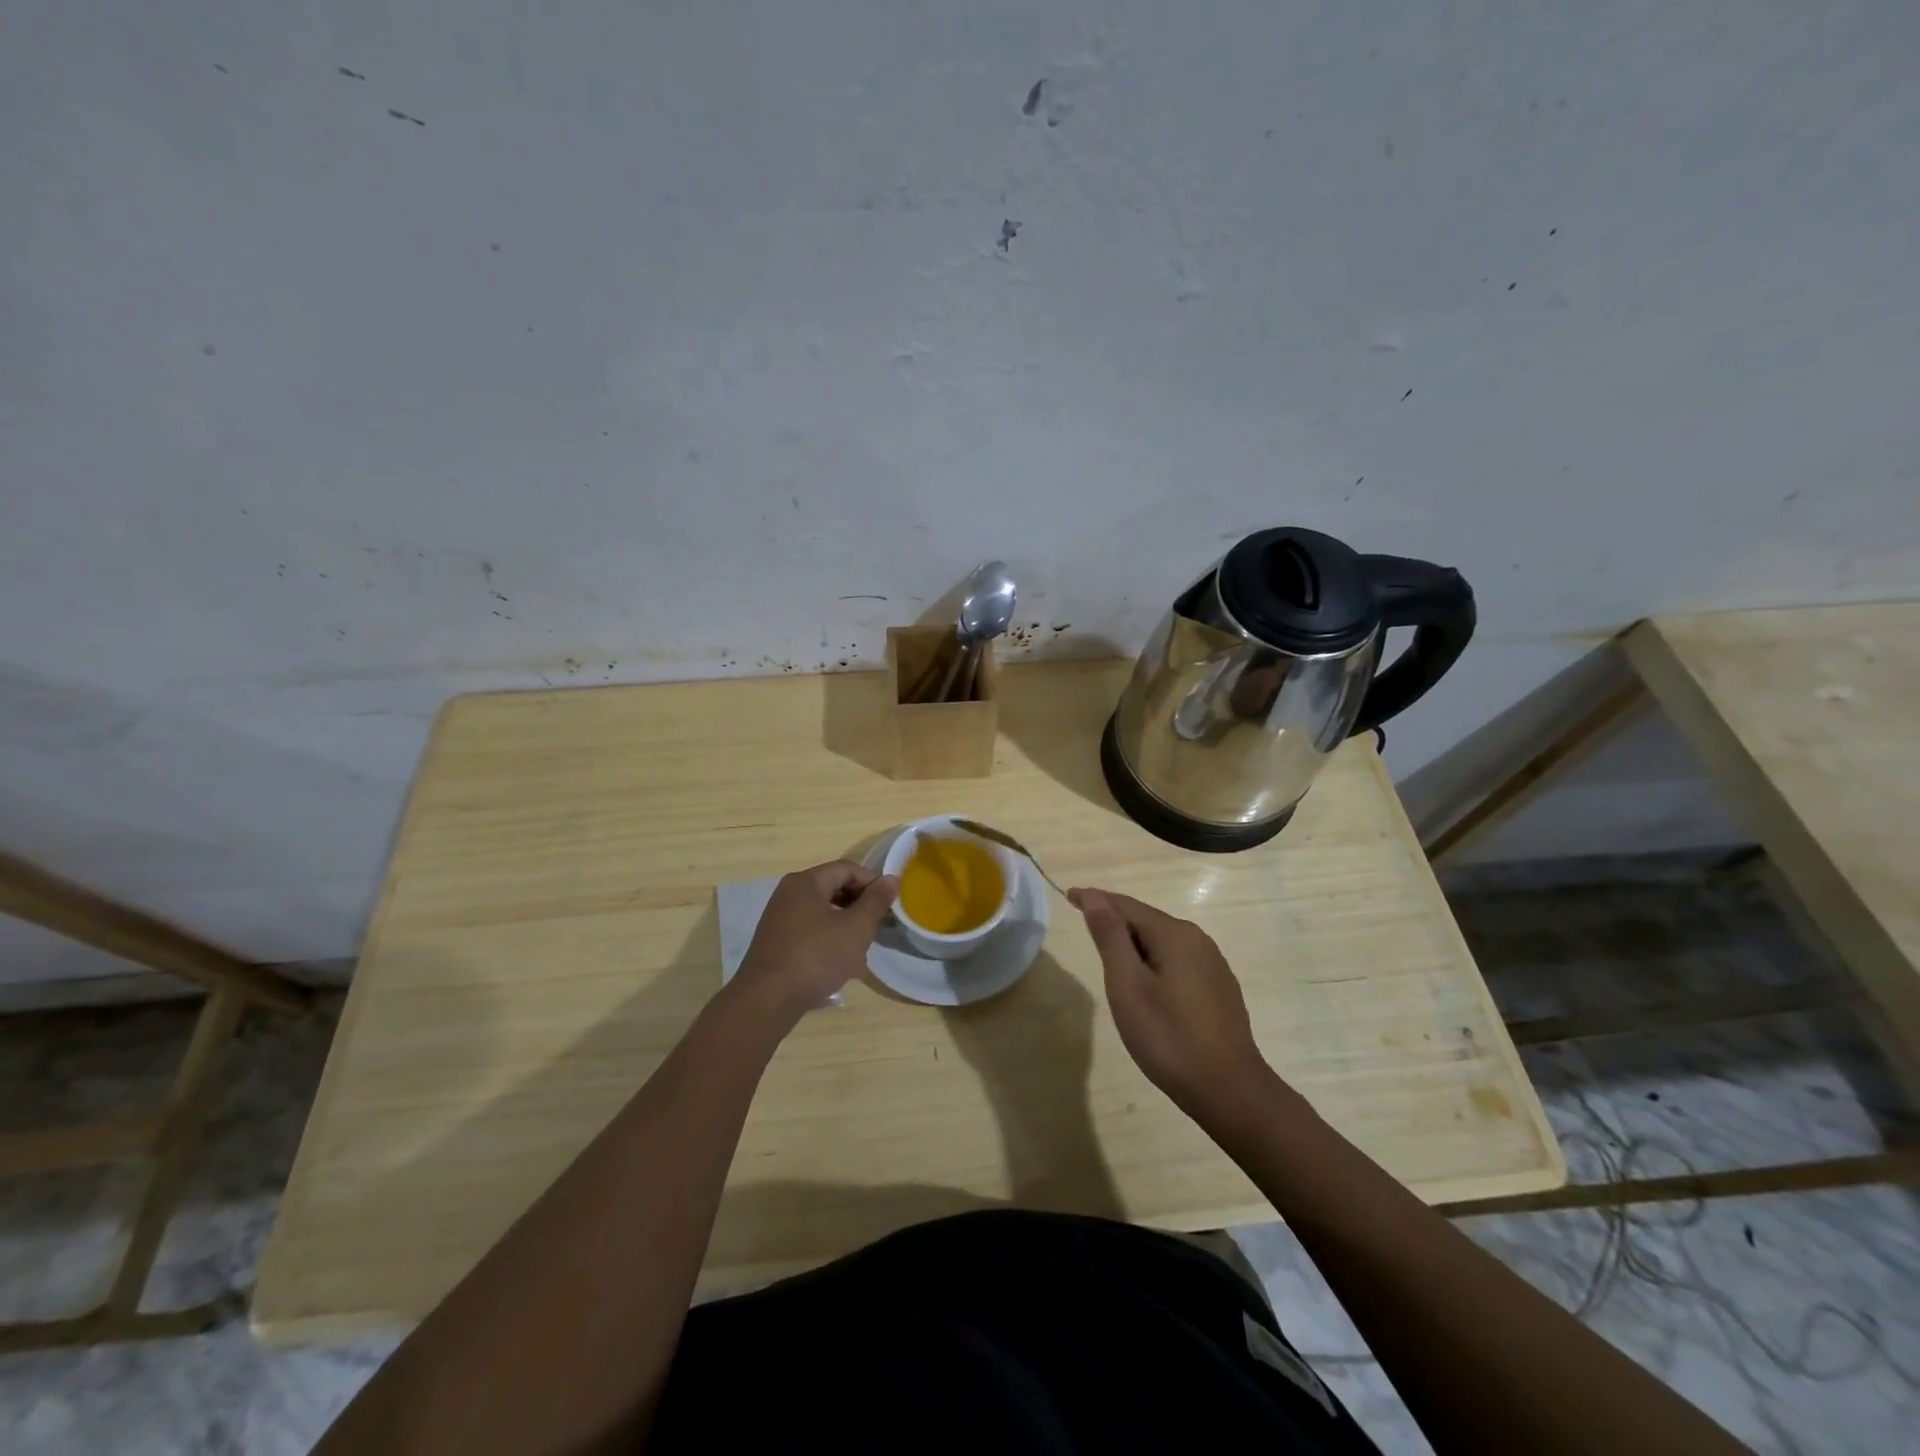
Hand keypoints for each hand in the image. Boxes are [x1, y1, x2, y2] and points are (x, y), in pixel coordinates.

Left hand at [730, 861, 896, 1031]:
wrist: (767, 1001)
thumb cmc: (816, 957)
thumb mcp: (856, 928)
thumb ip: (876, 901)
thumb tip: (892, 879)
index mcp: (805, 882)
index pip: (847, 869)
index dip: (872, 882)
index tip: (890, 904)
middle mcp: (789, 894)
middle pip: (833, 888)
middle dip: (860, 904)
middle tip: (879, 925)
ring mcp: (779, 919)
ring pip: (823, 911)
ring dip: (846, 924)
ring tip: (862, 946)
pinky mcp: (777, 943)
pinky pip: (810, 930)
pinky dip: (829, 938)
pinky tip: (840, 961)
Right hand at [1070, 887, 1271, 1116]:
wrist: (1229, 1091)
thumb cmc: (1169, 1036)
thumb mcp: (1128, 985)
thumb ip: (1110, 937)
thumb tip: (1094, 897)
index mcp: (1174, 934)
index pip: (1125, 905)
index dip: (1095, 899)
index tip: (1069, 896)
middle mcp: (1198, 940)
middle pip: (1146, 920)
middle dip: (1114, 920)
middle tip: (1084, 924)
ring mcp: (1213, 965)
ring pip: (1163, 942)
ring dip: (1134, 943)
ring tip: (1109, 954)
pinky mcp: (1219, 989)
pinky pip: (1177, 961)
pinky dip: (1154, 961)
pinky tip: (1146, 982)